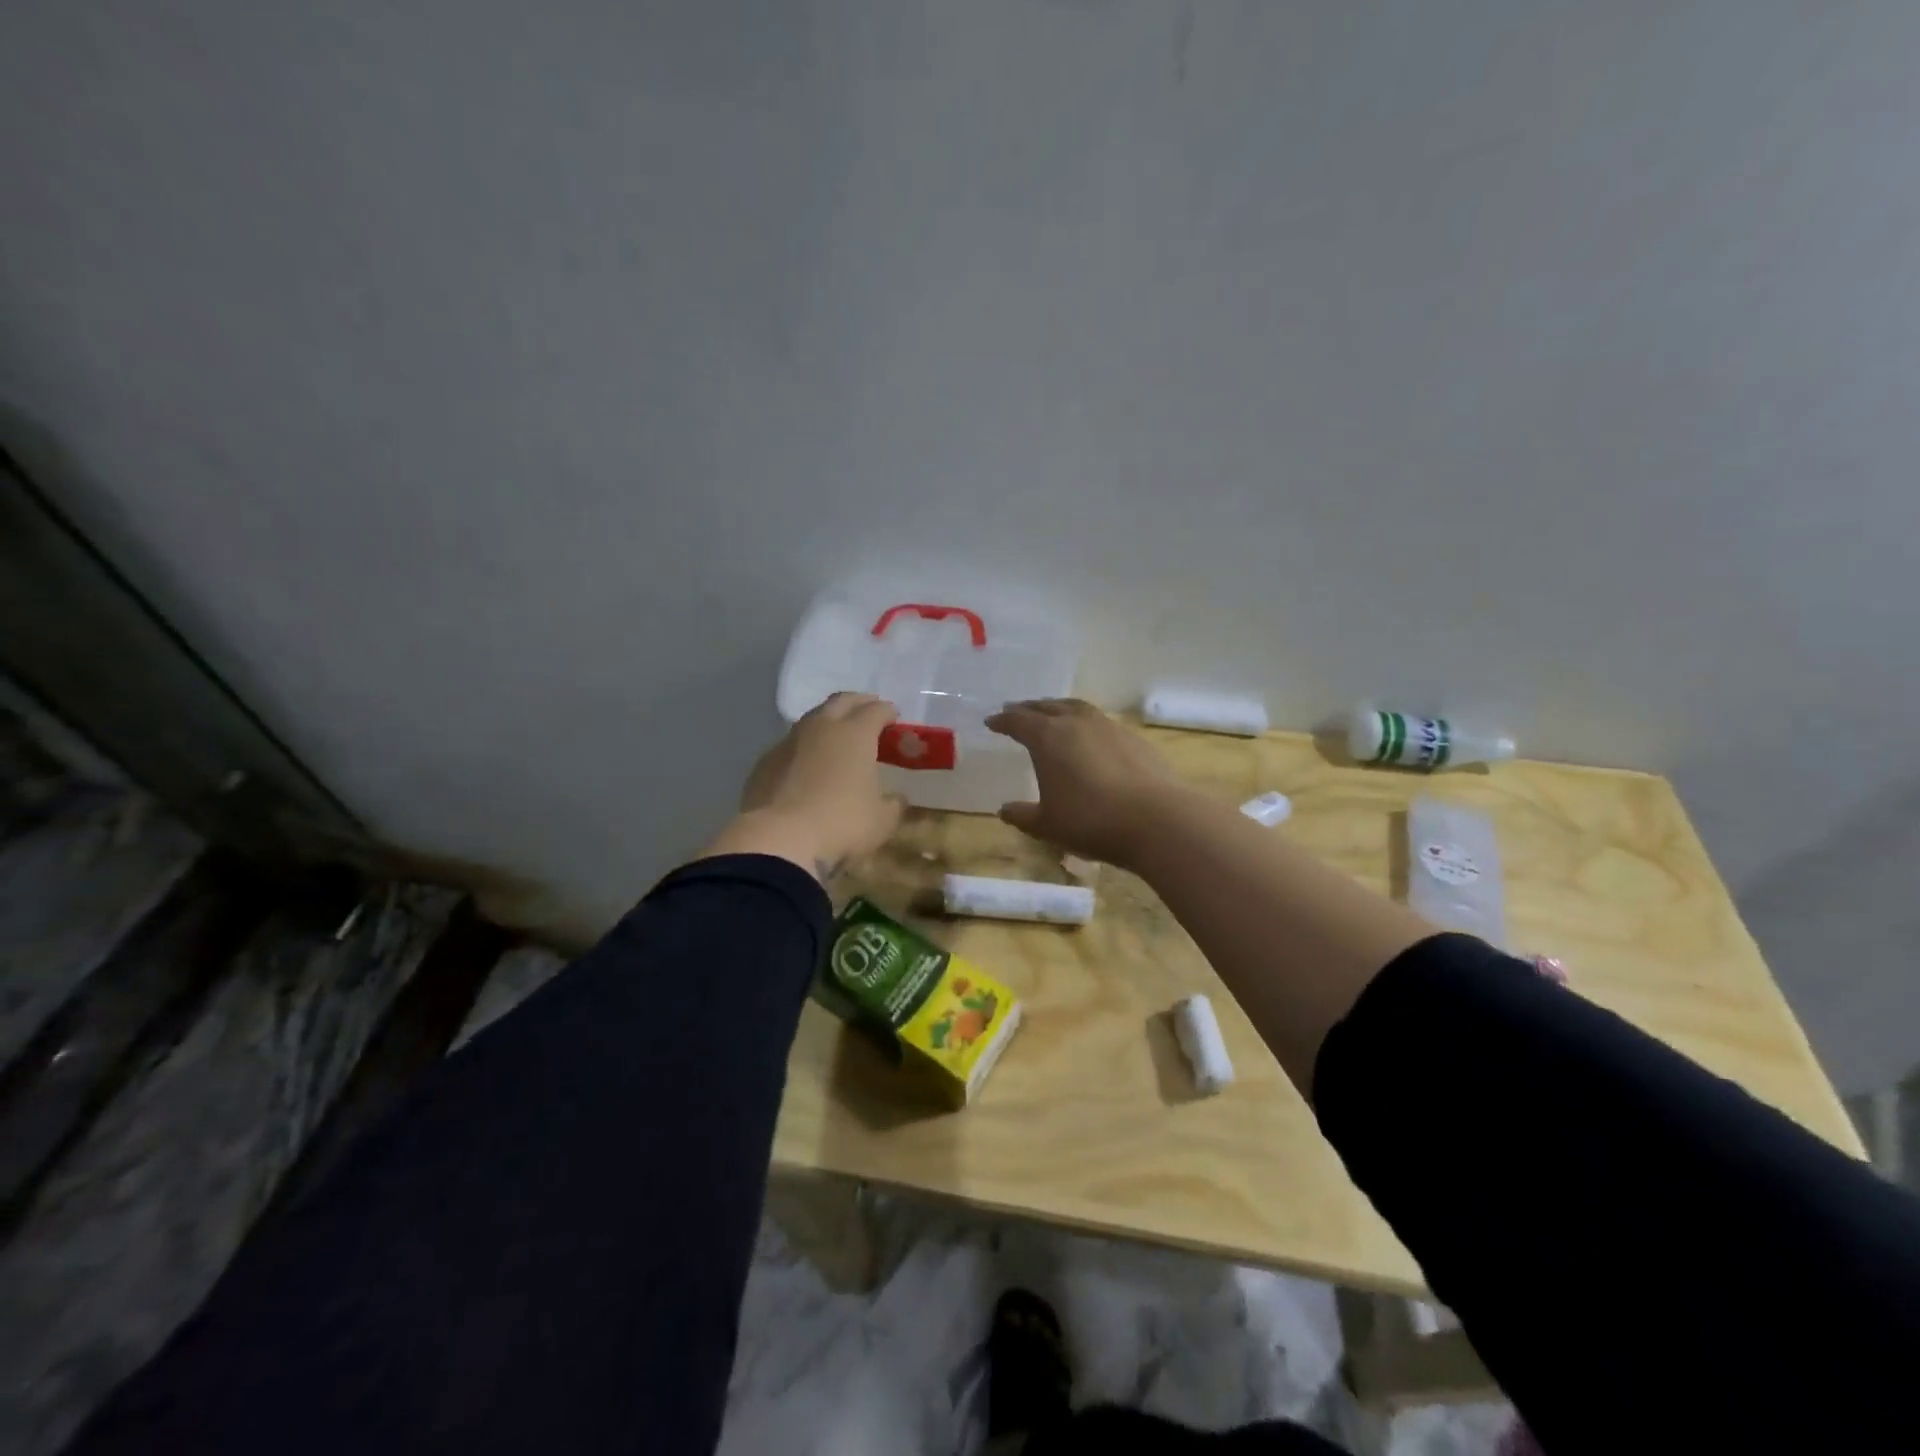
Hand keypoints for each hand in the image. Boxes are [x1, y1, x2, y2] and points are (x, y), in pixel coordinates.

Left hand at [703, 694, 906, 881]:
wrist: (779, 839)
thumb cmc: (841, 824)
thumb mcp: (881, 821)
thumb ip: (893, 804)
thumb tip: (895, 797)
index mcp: (855, 734)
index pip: (876, 710)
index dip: (887, 711)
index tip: (894, 717)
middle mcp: (822, 727)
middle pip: (842, 701)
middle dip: (858, 703)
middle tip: (868, 711)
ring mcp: (789, 742)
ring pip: (812, 719)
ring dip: (828, 721)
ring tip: (837, 736)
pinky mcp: (765, 761)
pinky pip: (791, 744)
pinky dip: (805, 747)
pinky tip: (807, 763)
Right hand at [986, 699, 1186, 867]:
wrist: (1156, 819)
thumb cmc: (1090, 821)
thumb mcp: (1048, 825)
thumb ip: (1023, 816)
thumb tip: (1004, 811)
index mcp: (1048, 737)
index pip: (1018, 721)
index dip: (1002, 721)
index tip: (991, 722)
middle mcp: (1076, 723)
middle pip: (1047, 707)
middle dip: (1029, 708)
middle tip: (1017, 711)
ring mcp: (1109, 727)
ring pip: (1078, 709)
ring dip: (1060, 709)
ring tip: (1053, 716)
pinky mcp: (1134, 738)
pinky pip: (1102, 723)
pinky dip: (1087, 725)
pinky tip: (1090, 740)